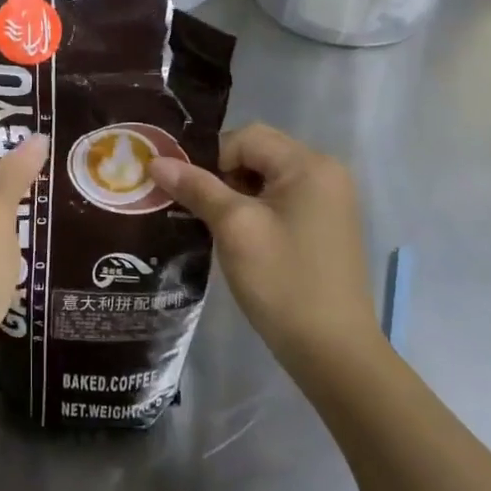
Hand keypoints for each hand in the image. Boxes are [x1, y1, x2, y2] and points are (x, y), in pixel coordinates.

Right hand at [150, 124, 379, 380]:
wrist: (334, 353)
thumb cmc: (283, 282)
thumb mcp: (234, 228)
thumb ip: (196, 187)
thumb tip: (156, 161)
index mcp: (309, 164)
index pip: (246, 138)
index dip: (210, 158)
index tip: (188, 193)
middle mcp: (326, 173)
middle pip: (258, 154)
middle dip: (221, 176)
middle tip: (196, 209)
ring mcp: (330, 201)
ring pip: (267, 179)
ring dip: (235, 194)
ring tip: (212, 226)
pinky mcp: (326, 227)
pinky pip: (281, 201)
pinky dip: (255, 211)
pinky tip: (238, 239)